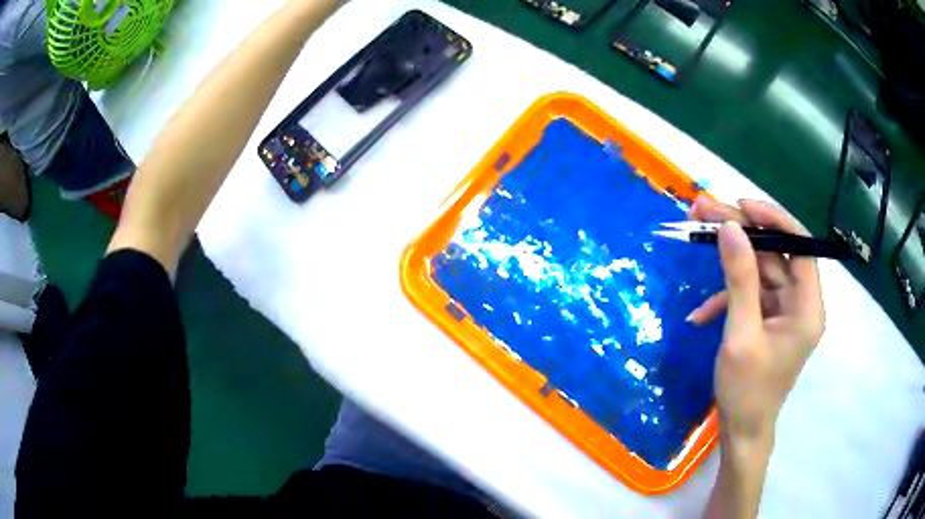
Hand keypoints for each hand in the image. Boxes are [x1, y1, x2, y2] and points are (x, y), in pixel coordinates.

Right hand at [687, 196, 824, 443]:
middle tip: (705, 210)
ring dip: (729, 260)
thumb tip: (730, 227)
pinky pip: (750, 296)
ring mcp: (784, 312)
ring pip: (760, 270)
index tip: (741, 205)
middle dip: (742, 233)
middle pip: (775, 254)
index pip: (800, 246)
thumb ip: (739, 280)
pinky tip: (700, 314)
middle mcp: (800, 303)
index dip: (773, 220)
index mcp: (807, 307)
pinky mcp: (768, 321)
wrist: (741, 433)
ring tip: (697, 236)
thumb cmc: (747, 391)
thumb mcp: (741, 335)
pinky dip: (726, 298)